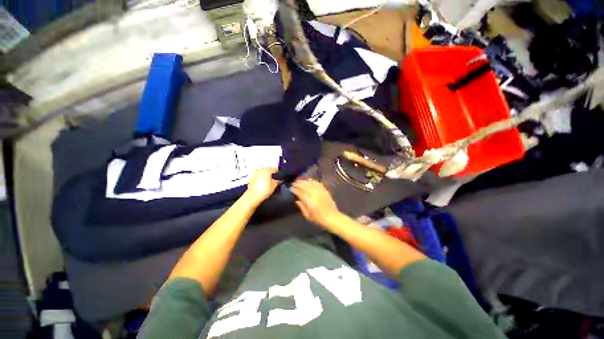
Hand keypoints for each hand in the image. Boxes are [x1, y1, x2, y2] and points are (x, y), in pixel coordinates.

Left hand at [245, 168, 279, 204]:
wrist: (253, 196)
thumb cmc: (264, 190)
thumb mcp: (274, 186)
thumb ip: (277, 181)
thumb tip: (279, 180)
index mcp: (267, 170)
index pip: (274, 168)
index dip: (277, 170)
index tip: (279, 172)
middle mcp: (261, 170)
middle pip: (267, 168)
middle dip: (271, 171)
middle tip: (274, 174)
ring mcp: (255, 173)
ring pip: (262, 171)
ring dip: (265, 173)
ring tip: (269, 178)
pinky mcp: (252, 178)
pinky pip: (258, 175)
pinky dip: (261, 176)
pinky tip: (263, 181)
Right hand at [291, 179, 341, 227]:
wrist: (332, 217)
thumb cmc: (319, 219)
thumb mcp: (308, 216)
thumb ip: (301, 207)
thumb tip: (297, 200)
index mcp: (308, 200)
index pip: (299, 192)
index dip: (294, 189)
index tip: (291, 188)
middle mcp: (314, 194)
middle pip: (304, 186)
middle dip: (298, 183)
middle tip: (293, 183)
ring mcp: (320, 191)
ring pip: (310, 183)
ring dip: (304, 181)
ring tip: (299, 181)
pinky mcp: (324, 190)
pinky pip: (317, 183)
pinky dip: (312, 181)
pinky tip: (309, 180)